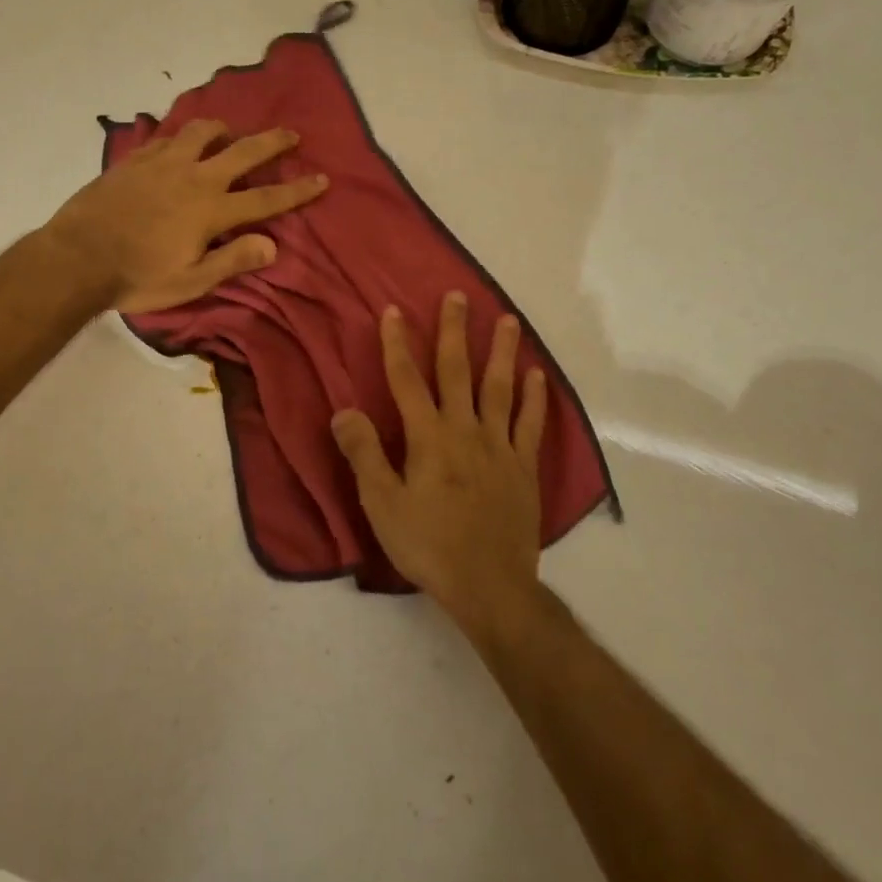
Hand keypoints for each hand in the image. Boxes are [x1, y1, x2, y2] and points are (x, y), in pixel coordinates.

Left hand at [46, 120, 327, 313]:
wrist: (77, 256)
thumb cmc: (137, 277)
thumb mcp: (190, 282)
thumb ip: (232, 261)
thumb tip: (273, 245)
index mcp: (211, 211)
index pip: (266, 198)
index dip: (297, 190)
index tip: (322, 179)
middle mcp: (194, 178)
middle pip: (243, 152)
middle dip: (272, 142)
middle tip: (291, 134)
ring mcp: (163, 163)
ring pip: (201, 132)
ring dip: (222, 129)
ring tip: (229, 131)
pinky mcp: (136, 159)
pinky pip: (166, 137)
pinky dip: (182, 136)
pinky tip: (180, 142)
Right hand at [331, 292, 547, 633]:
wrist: (489, 585)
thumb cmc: (428, 544)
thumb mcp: (382, 504)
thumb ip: (364, 454)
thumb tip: (344, 410)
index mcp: (428, 438)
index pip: (407, 380)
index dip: (397, 344)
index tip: (393, 311)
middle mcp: (465, 430)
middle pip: (458, 371)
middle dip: (454, 332)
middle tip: (457, 297)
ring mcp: (500, 446)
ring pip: (500, 388)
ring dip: (502, 351)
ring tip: (507, 319)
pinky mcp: (524, 466)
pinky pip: (531, 424)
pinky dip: (535, 398)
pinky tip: (537, 375)